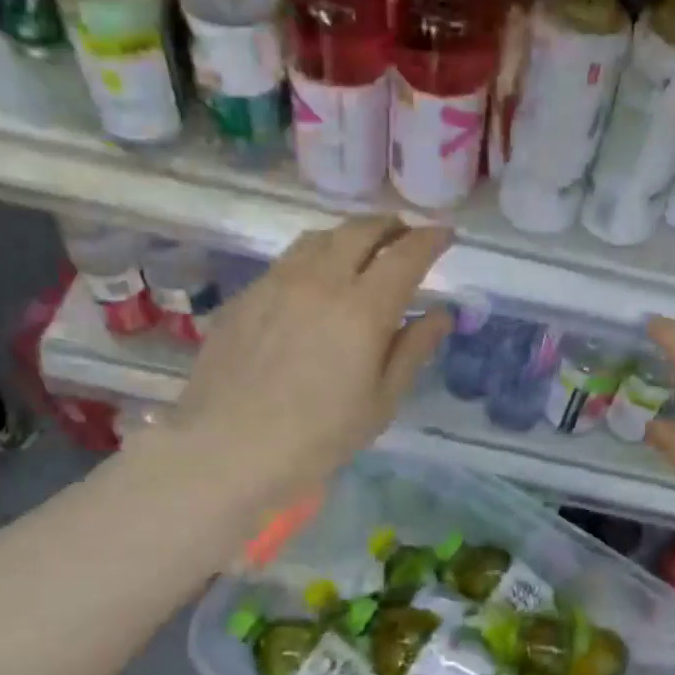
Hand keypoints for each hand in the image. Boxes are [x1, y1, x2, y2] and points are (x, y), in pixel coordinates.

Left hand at [164, 216, 452, 499]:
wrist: (228, 448)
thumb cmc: (319, 436)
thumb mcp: (381, 402)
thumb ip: (413, 351)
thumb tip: (441, 314)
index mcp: (363, 308)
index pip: (406, 255)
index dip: (431, 239)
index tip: (445, 235)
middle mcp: (320, 280)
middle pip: (360, 231)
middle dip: (390, 226)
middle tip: (405, 235)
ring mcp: (276, 283)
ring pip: (319, 238)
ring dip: (350, 235)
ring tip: (362, 250)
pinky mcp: (245, 295)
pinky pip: (287, 261)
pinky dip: (314, 257)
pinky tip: (314, 283)